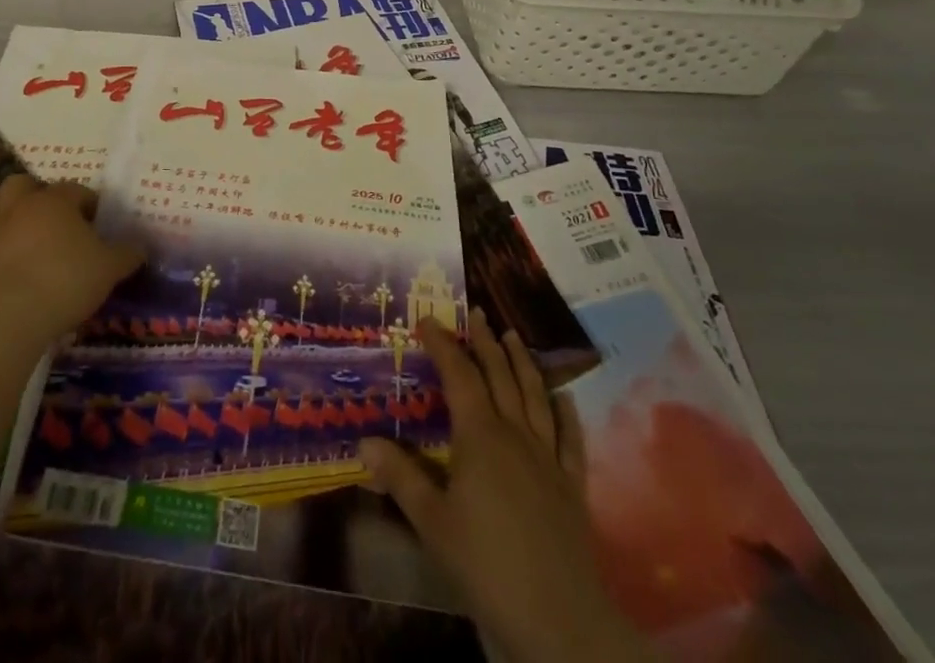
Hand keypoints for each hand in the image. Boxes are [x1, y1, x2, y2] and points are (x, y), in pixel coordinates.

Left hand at [0, 172, 143, 346]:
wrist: (11, 316)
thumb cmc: (67, 282)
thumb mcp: (110, 269)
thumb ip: (127, 254)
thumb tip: (140, 247)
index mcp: (55, 202)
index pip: (74, 190)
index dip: (87, 202)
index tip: (96, 221)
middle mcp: (18, 208)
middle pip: (20, 184)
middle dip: (32, 192)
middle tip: (47, 214)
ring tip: (7, 221)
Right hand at [359, 313, 650, 662]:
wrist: (560, 622)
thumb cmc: (486, 565)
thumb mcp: (432, 522)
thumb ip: (400, 477)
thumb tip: (363, 440)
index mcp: (479, 436)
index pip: (458, 374)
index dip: (443, 343)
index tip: (427, 319)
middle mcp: (515, 434)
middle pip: (499, 376)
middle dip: (486, 341)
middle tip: (478, 312)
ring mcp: (547, 458)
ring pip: (534, 396)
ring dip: (522, 363)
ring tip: (513, 336)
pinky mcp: (571, 486)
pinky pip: (569, 439)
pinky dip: (565, 413)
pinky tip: (563, 398)